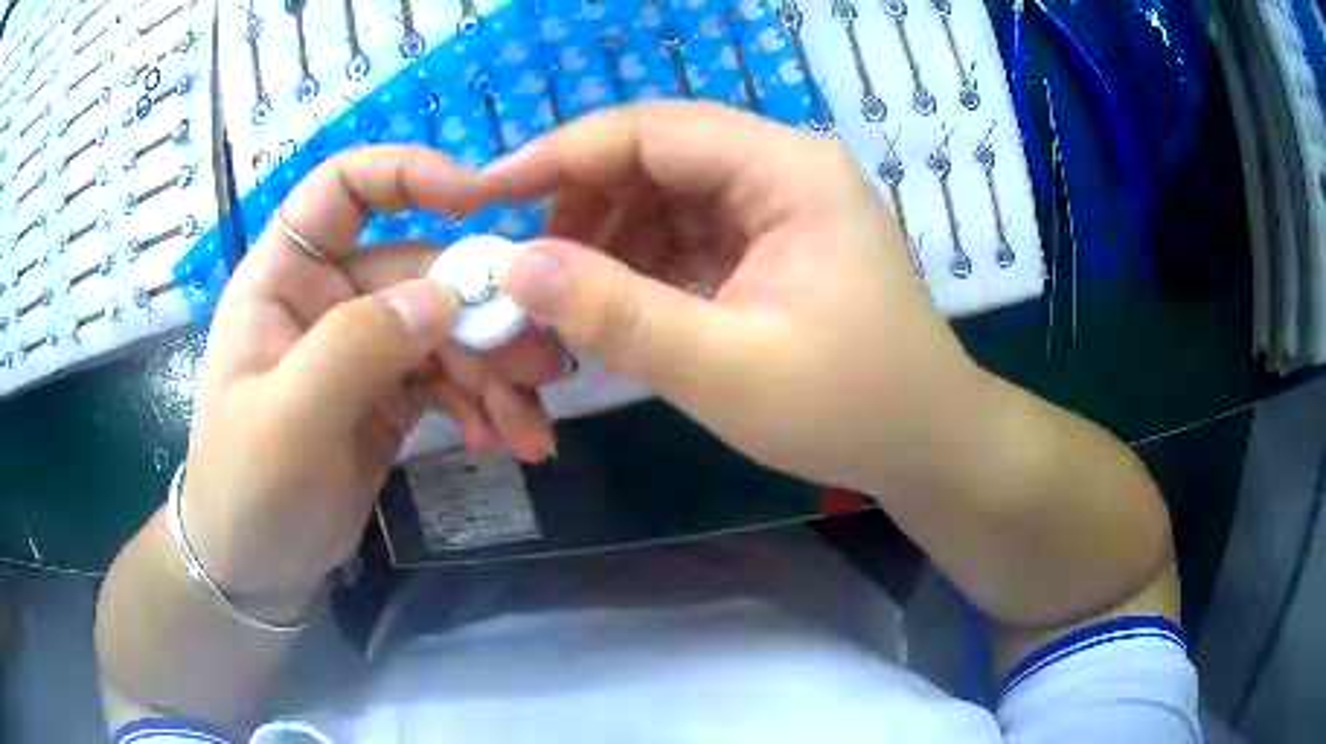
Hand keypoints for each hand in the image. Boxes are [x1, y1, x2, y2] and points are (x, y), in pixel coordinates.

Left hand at [182, 147, 566, 603]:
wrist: (256, 569)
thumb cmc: (248, 491)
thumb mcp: (287, 422)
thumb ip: (355, 348)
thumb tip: (444, 296)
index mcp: (285, 277)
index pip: (344, 188)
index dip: (409, 174)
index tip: (479, 199)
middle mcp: (328, 297)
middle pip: (420, 270)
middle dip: (481, 317)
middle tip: (540, 364)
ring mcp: (364, 346)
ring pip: (446, 329)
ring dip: (495, 373)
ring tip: (531, 428)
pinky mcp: (391, 394)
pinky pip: (450, 379)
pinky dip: (484, 405)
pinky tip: (503, 442)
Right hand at [480, 102, 983, 495]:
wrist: (926, 443)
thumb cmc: (848, 408)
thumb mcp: (725, 369)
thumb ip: (616, 314)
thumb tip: (514, 266)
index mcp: (787, 171)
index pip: (652, 130)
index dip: (561, 154)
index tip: (487, 193)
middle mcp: (783, 168)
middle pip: (658, 156)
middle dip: (583, 202)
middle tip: (526, 264)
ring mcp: (780, 204)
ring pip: (667, 195)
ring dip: (609, 237)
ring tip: (566, 295)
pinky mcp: (773, 242)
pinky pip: (689, 232)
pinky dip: (643, 262)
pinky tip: (616, 303)